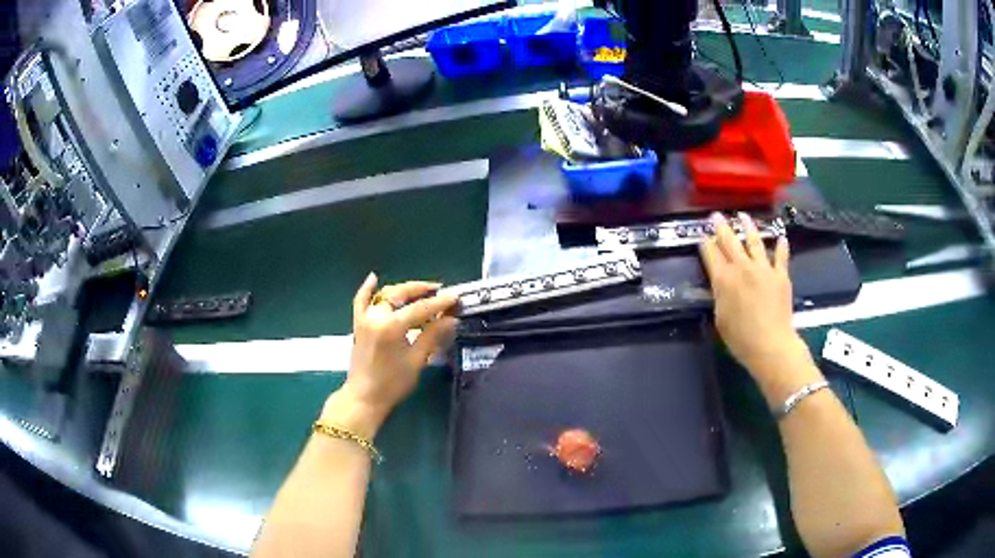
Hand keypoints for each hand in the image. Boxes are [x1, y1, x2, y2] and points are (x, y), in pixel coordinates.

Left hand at [323, 273, 457, 437]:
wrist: (364, 397)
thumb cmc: (393, 383)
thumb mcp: (417, 360)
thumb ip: (432, 335)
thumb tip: (451, 319)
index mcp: (392, 326)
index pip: (420, 308)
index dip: (439, 302)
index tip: (455, 298)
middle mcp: (376, 316)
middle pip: (401, 294)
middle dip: (421, 290)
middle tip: (439, 291)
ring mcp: (365, 319)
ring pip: (384, 295)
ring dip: (403, 290)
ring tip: (421, 291)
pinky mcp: (358, 324)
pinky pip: (360, 301)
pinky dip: (366, 289)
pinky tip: (374, 277)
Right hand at [699, 213, 812, 383]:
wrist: (771, 345)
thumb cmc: (740, 338)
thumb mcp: (720, 318)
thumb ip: (719, 295)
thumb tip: (719, 282)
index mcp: (723, 280)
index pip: (711, 254)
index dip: (706, 243)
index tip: (703, 236)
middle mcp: (742, 268)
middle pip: (729, 241)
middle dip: (721, 227)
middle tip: (716, 216)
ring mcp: (763, 268)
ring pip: (754, 241)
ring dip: (748, 226)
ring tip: (743, 216)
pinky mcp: (780, 275)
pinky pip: (781, 256)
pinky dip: (781, 246)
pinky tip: (781, 237)